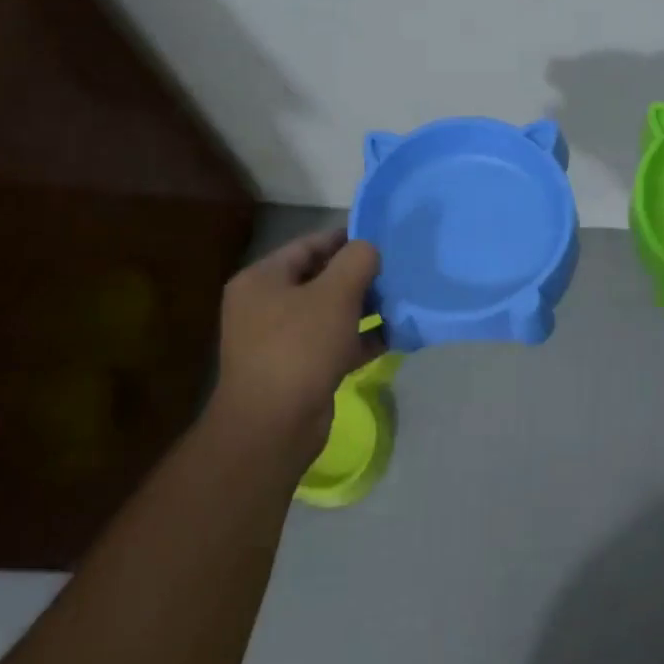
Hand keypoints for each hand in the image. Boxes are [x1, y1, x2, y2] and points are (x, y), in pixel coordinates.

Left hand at [208, 228, 384, 470]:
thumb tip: (369, 249)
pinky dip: (361, 338)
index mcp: (262, 280)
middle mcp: (266, 306)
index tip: (382, 237)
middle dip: (359, 275)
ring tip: (402, 300)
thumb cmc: (300, 347)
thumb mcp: (335, 294)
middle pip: (320, 279)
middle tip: (397, 269)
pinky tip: (395, 335)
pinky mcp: (299, 370)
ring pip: (330, 313)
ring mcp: (280, 341)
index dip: (345, 238)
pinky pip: (335, 343)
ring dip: (365, 307)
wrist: (273, 427)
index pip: (309, 245)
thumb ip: (357, 260)